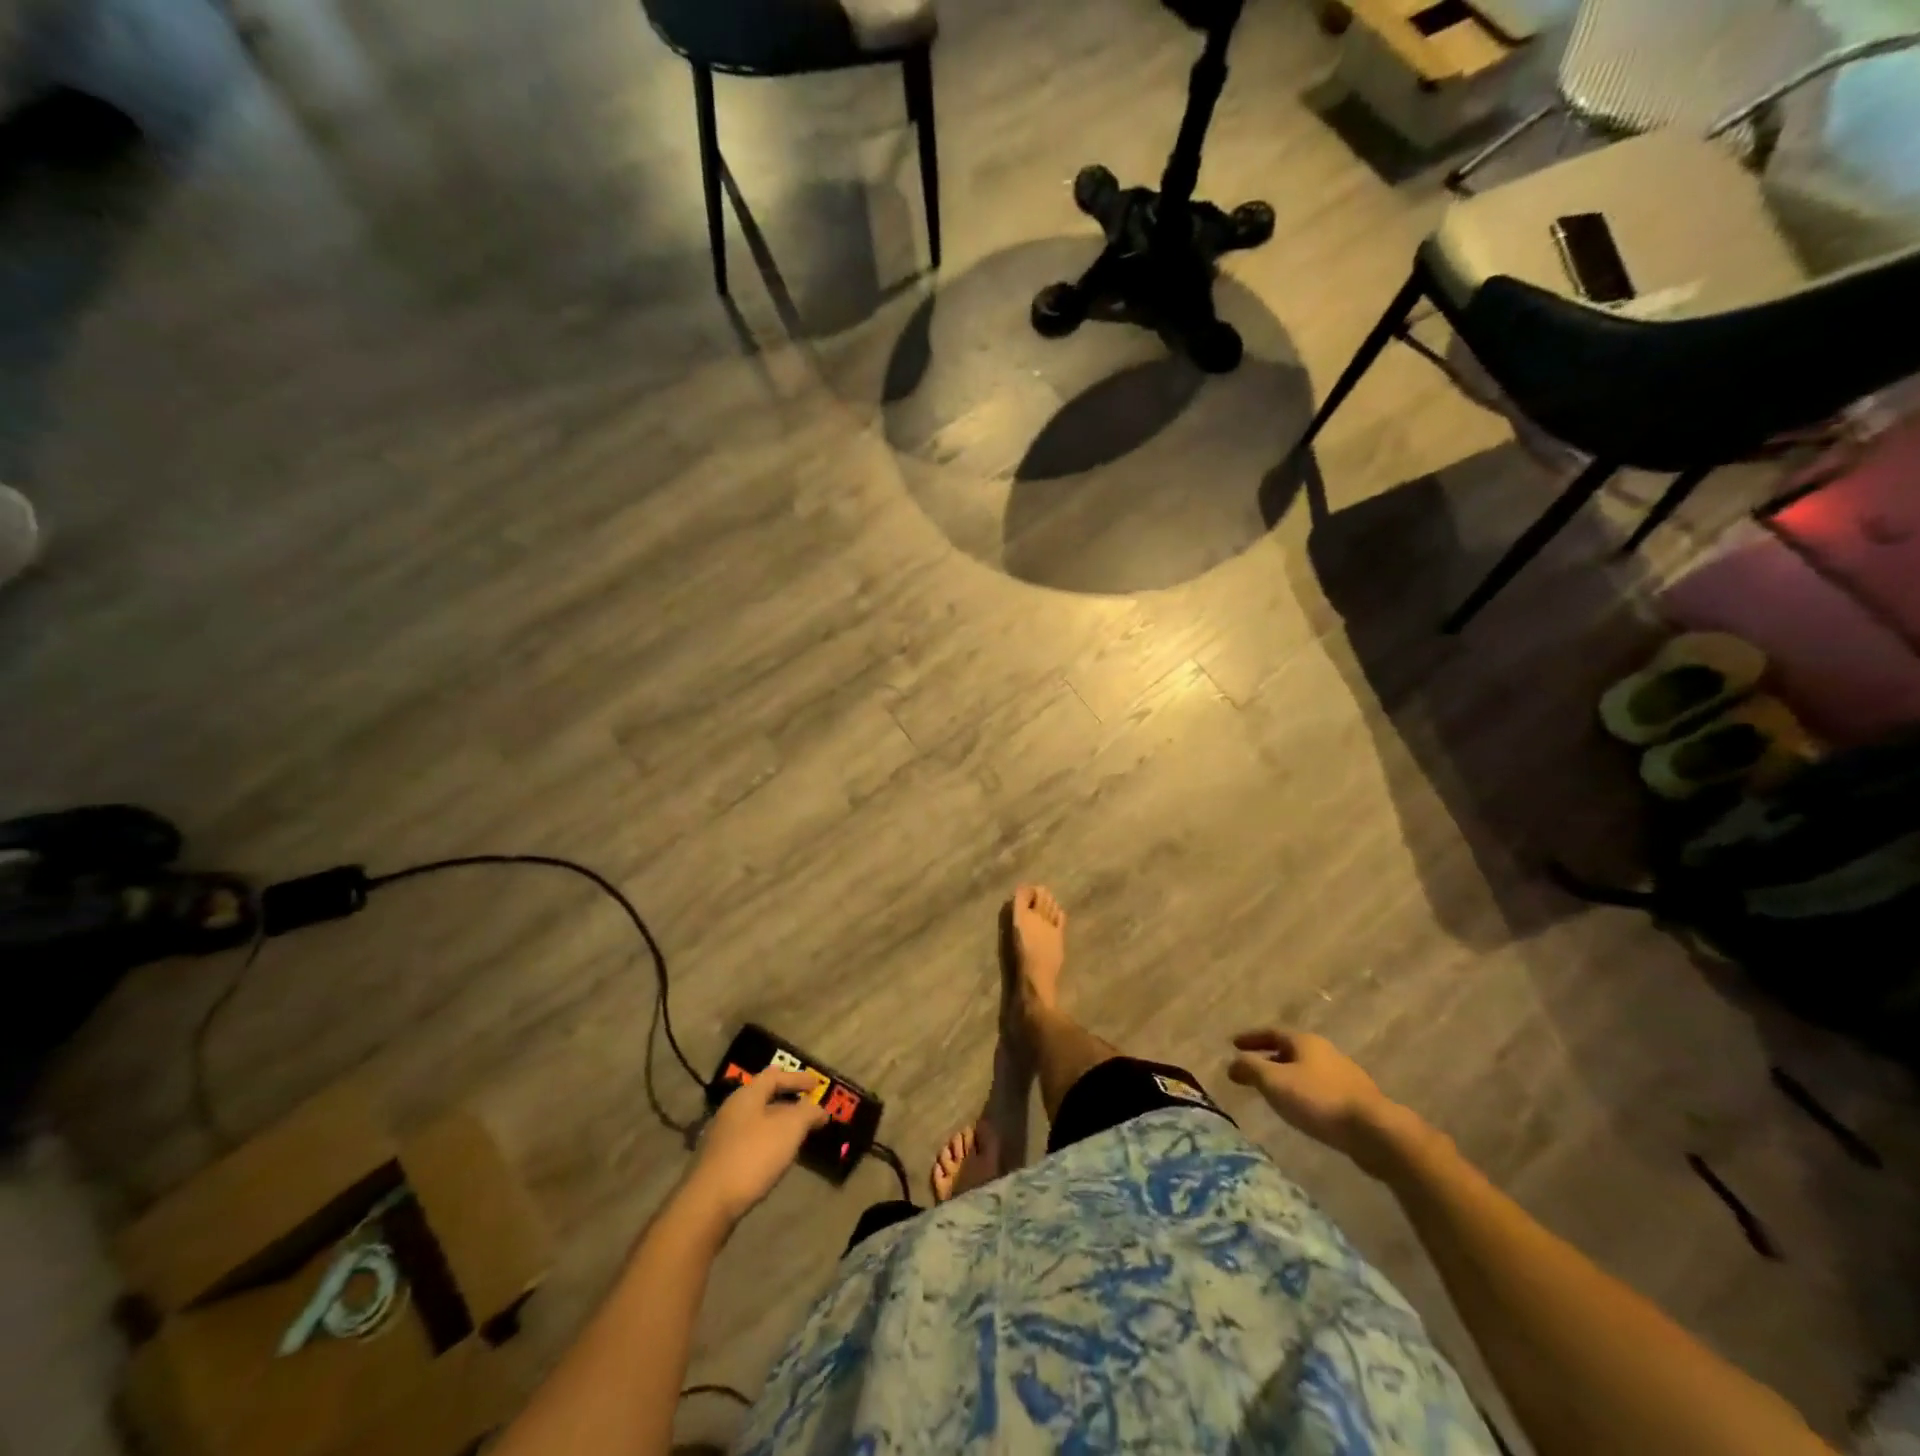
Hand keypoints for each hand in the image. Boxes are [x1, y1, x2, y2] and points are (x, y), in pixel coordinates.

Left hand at [684, 1069, 829, 1224]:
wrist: (707, 1204)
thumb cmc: (753, 1156)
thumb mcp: (790, 1129)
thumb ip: (807, 1113)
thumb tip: (818, 1109)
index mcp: (747, 1095)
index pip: (774, 1076)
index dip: (797, 1078)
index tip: (817, 1084)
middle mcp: (731, 1110)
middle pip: (764, 1098)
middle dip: (788, 1103)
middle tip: (809, 1111)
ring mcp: (721, 1137)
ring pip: (756, 1122)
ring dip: (778, 1125)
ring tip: (797, 1136)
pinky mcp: (718, 1162)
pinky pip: (749, 1142)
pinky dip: (767, 1142)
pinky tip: (775, 1158)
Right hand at [1228, 1029, 1406, 1175]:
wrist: (1375, 1131)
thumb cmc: (1318, 1100)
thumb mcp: (1274, 1082)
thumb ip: (1250, 1069)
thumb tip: (1232, 1063)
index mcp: (1304, 1041)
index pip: (1271, 1033)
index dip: (1250, 1038)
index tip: (1233, 1044)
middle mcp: (1324, 1051)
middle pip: (1290, 1050)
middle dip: (1269, 1058)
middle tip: (1251, 1069)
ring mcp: (1344, 1075)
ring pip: (1306, 1070)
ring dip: (1287, 1077)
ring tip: (1274, 1092)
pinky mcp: (1356, 1099)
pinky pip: (1320, 1088)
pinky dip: (1304, 1092)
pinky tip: (1302, 1109)